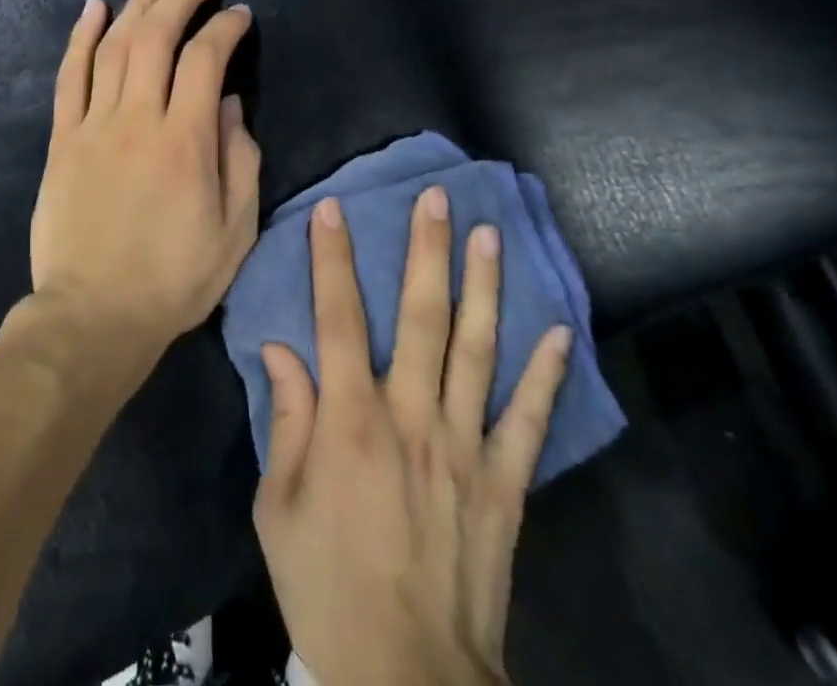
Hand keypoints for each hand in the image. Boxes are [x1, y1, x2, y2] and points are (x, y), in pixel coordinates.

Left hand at [29, 0, 260, 360]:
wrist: (93, 316)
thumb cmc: (174, 279)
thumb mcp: (234, 231)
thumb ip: (240, 160)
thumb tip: (233, 103)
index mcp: (185, 142)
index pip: (206, 60)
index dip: (225, 28)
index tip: (239, 14)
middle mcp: (137, 119)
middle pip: (156, 37)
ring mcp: (93, 125)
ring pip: (114, 45)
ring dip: (138, 3)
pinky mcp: (62, 138)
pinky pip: (70, 75)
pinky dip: (82, 35)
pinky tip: (95, 5)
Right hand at [254, 189, 571, 685]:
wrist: (405, 681)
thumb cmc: (325, 585)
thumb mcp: (279, 506)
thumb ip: (286, 420)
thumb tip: (280, 349)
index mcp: (350, 420)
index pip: (338, 318)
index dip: (333, 259)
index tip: (333, 209)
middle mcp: (411, 417)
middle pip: (421, 317)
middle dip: (426, 251)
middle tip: (436, 198)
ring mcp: (464, 448)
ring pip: (477, 351)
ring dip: (484, 288)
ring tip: (490, 235)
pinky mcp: (503, 485)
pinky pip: (528, 422)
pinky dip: (544, 375)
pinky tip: (557, 331)